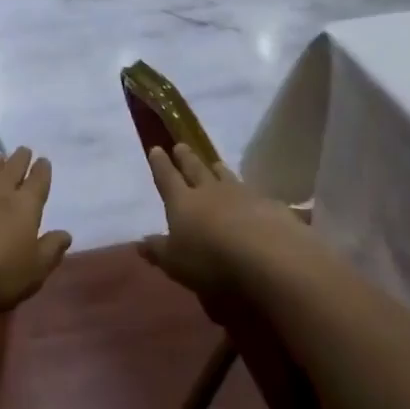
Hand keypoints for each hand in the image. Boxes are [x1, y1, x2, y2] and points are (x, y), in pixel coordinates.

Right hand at [139, 145, 304, 299]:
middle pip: (195, 169)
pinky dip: (246, 190)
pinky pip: (252, 191)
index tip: (156, 149)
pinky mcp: (268, 204)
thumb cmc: (211, 261)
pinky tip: (250, 194)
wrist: (269, 256)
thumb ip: (158, 250)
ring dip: (217, 168)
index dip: (160, 165)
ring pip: (225, 176)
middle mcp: (210, 191)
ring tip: (214, 162)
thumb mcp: (175, 263)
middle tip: (181, 145)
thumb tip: (140, 241)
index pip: (167, 178)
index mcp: (182, 202)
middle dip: (186, 158)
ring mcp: (241, 194)